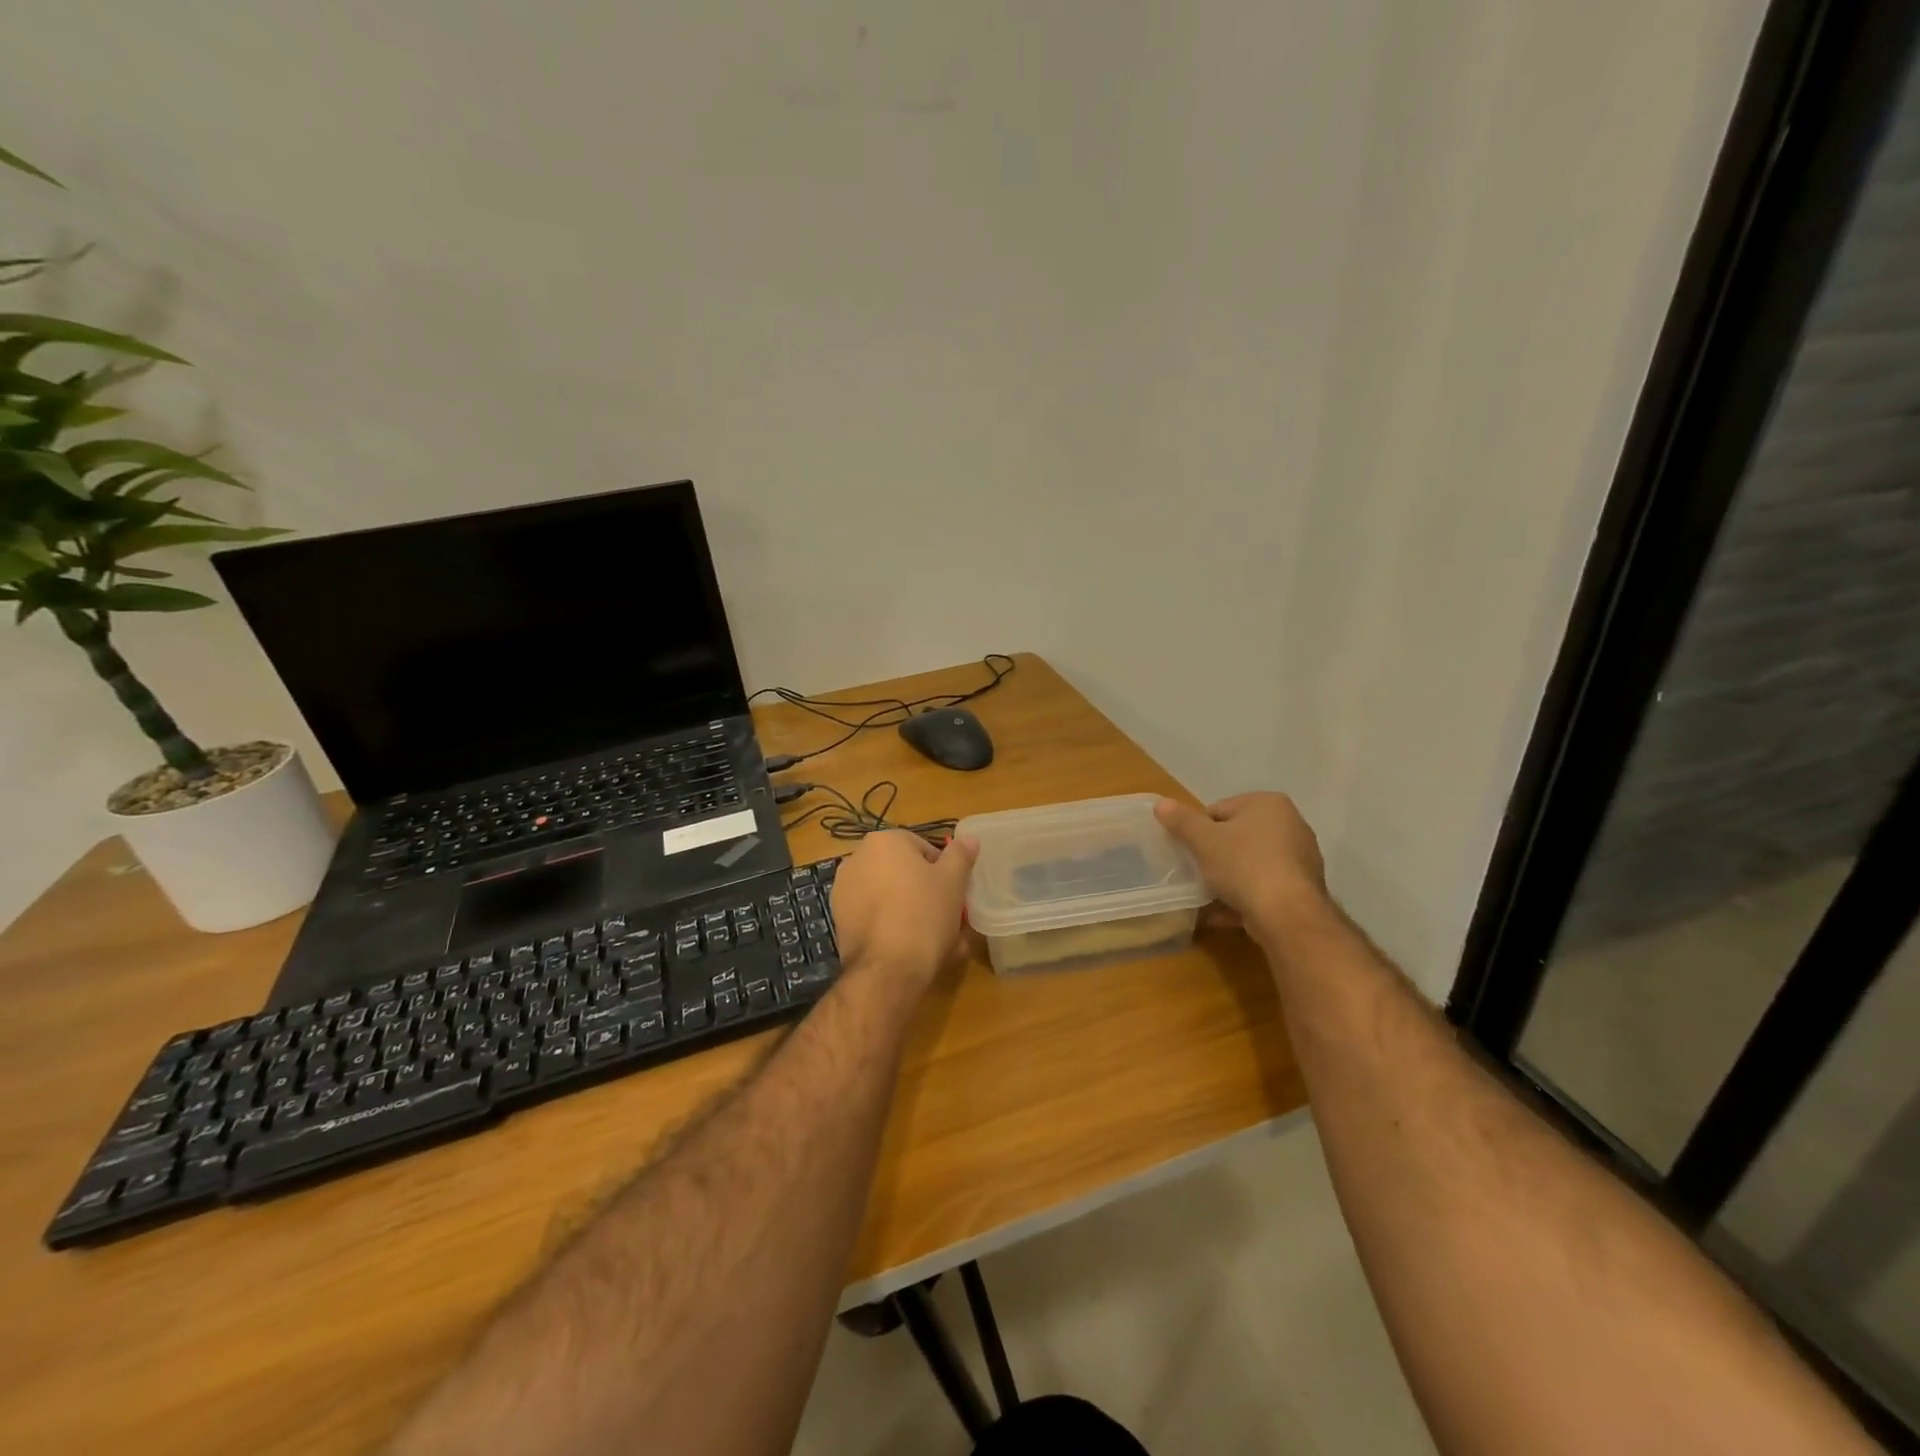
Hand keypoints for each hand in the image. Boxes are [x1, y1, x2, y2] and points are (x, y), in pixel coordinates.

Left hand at [829, 831, 978, 987]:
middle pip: (903, 871)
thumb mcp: (953, 881)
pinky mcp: (839, 920)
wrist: (887, 969)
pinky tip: (909, 949)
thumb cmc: (924, 914)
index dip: (943, 872)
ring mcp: (843, 890)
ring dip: (909, 910)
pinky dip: (890, 926)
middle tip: (945, 915)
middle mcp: (857, 858)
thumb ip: (960, 855)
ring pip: (888, 896)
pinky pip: (874, 916)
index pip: (924, 849)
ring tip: (932, 939)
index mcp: (884, 841)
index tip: (953, 894)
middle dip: (923, 890)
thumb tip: (969, 839)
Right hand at [1154, 793, 1328, 934]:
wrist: (1287, 914)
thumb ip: (1181, 821)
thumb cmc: (1243, 865)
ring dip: (1229, 879)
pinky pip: (1264, 887)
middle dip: (1216, 854)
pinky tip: (1224, 914)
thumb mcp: (1203, 840)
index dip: (1200, 831)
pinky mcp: (1302, 889)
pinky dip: (1245, 897)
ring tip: (1209, 896)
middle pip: (1238, 836)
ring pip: (1251, 864)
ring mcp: (1300, 858)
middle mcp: (1291, 824)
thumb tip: (1161, 804)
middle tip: (1199, 872)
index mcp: (1268, 804)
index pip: (1220, 809)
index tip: (1191, 851)